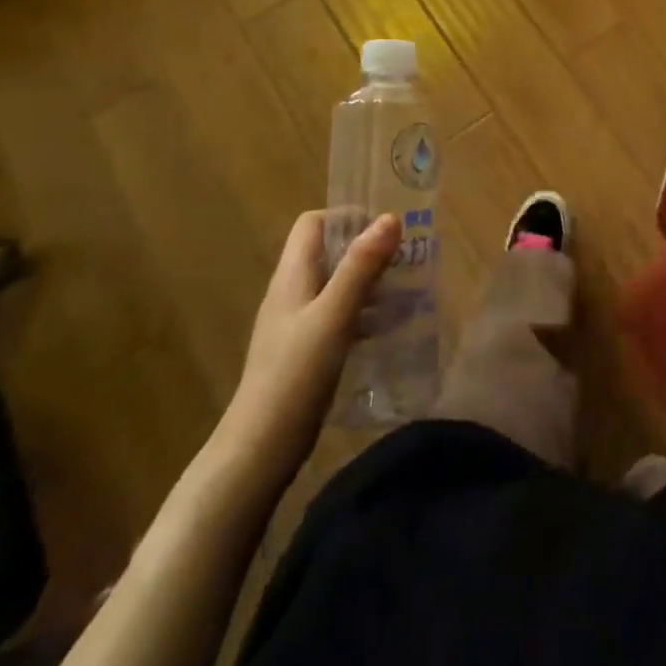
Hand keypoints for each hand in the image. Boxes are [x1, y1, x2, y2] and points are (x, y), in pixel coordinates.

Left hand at [225, 209, 400, 472]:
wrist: (259, 449)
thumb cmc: (296, 374)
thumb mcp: (334, 314)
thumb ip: (361, 266)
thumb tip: (390, 217)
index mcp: (292, 275)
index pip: (313, 223)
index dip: (346, 216)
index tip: (384, 229)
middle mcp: (291, 292)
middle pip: (328, 252)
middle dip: (367, 250)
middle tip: (405, 259)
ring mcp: (296, 324)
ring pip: (336, 285)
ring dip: (369, 282)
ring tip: (406, 291)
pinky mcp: (304, 352)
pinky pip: (338, 316)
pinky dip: (363, 313)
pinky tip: (388, 330)